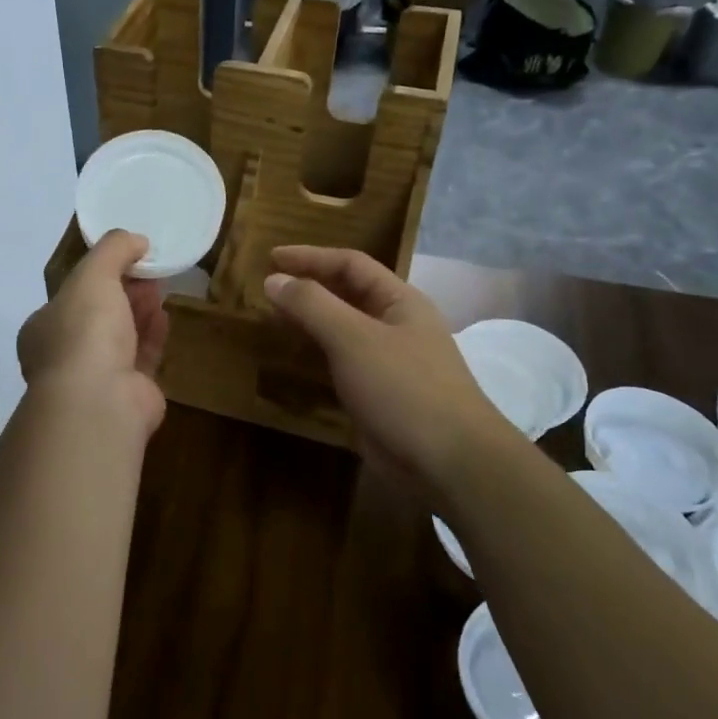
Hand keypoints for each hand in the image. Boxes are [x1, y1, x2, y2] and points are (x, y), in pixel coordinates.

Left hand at [18, 231, 169, 438]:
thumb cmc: (85, 331)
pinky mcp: (127, 394)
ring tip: (161, 287)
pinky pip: (141, 357)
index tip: (127, 258)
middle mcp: (65, 354)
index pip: (71, 295)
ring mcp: (95, 378)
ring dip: (139, 311)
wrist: (99, 399)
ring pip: (121, 337)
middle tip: (149, 270)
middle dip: (123, 291)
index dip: (99, 274)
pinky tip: (165, 315)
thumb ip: (113, 250)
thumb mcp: (93, 274)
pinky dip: (152, 335)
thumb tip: (136, 239)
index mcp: (44, 328)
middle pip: (98, 314)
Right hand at [264, 246, 515, 490]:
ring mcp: (390, 362)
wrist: (449, 462)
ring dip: (310, 321)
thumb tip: (274, 279)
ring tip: (273, 319)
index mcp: (400, 301)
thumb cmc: (403, 388)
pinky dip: (316, 355)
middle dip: (309, 287)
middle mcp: (397, 325)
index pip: (351, 264)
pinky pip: (343, 363)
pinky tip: (294, 360)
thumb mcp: (353, 338)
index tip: (271, 258)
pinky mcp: (380, 395)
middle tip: (268, 288)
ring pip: (343, 330)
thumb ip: (312, 305)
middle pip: (348, 294)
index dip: (310, 257)